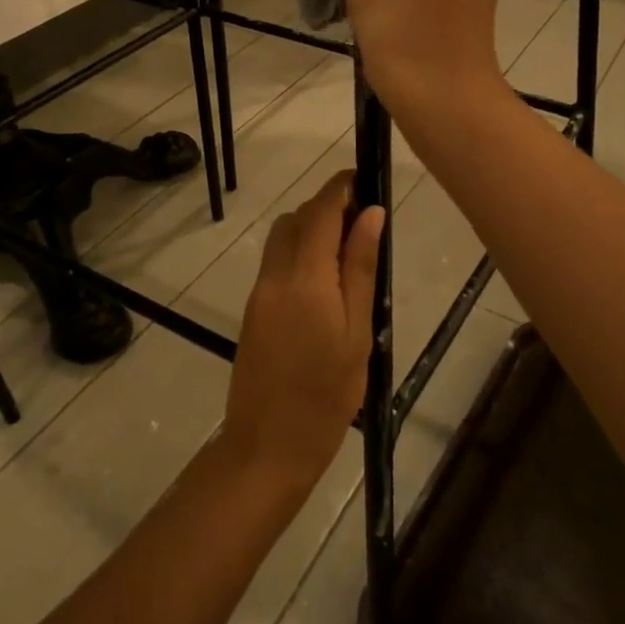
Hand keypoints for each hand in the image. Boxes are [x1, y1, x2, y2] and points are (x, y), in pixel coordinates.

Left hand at [220, 172, 386, 489]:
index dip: (341, 187)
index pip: (320, 211)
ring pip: (282, 237)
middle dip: (327, 206)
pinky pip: (276, 261)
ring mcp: (260, 290)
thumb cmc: (326, 395)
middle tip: (364, 221)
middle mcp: (275, 274)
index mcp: (305, 277)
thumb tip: (371, 214)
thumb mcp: (357, 332)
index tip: (365, 179)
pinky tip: (325, 279)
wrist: (268, 444)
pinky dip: (299, 252)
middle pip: (297, 219)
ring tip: (348, 251)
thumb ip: (360, 269)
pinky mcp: (254, 308)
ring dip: (311, 228)